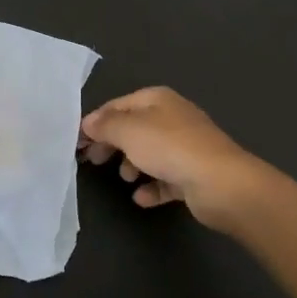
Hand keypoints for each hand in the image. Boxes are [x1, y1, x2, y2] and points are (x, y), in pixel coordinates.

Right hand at [79, 86, 268, 232]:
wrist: (220, 182)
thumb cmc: (170, 148)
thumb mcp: (129, 131)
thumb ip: (106, 126)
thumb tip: (88, 123)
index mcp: (157, 99)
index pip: (118, 105)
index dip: (96, 121)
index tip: (76, 141)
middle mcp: (172, 118)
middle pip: (133, 128)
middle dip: (112, 143)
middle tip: (92, 160)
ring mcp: (186, 146)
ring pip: (150, 153)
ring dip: (132, 165)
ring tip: (125, 178)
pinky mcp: (193, 174)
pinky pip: (166, 179)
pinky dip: (152, 186)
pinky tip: (142, 198)